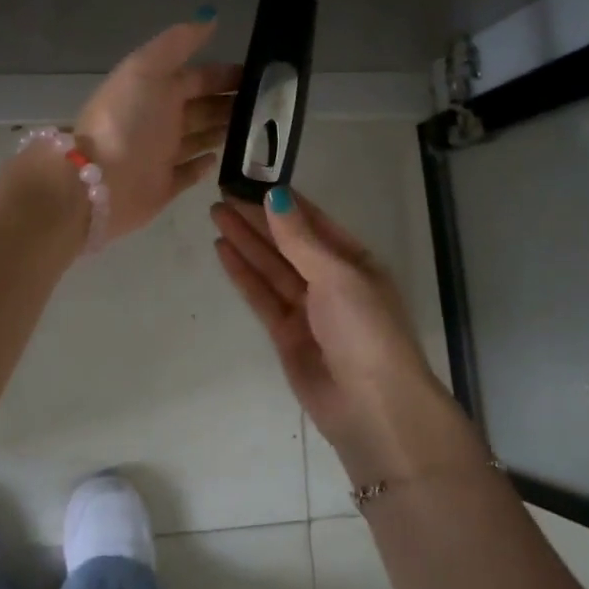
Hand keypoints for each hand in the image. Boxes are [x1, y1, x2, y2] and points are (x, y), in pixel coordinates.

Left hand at [75, 16, 240, 239]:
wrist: (100, 182)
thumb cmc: (126, 121)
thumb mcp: (147, 69)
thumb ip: (177, 43)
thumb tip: (210, 16)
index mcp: (155, 90)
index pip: (197, 77)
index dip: (225, 75)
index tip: (261, 77)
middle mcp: (159, 120)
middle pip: (201, 107)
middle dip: (230, 103)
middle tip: (270, 107)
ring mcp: (161, 154)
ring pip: (200, 138)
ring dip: (224, 131)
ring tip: (259, 130)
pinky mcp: (164, 186)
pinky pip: (188, 173)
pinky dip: (203, 165)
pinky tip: (222, 158)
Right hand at [210, 190, 471, 480]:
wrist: (373, 408)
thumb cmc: (365, 330)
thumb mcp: (337, 276)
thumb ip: (300, 238)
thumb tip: (275, 196)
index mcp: (355, 261)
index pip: (314, 222)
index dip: (283, 202)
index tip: (252, 181)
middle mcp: (331, 281)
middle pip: (288, 243)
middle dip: (258, 220)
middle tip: (222, 195)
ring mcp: (308, 309)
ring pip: (271, 267)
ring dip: (245, 242)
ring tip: (216, 214)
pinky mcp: (286, 335)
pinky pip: (262, 296)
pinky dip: (243, 274)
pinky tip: (223, 250)